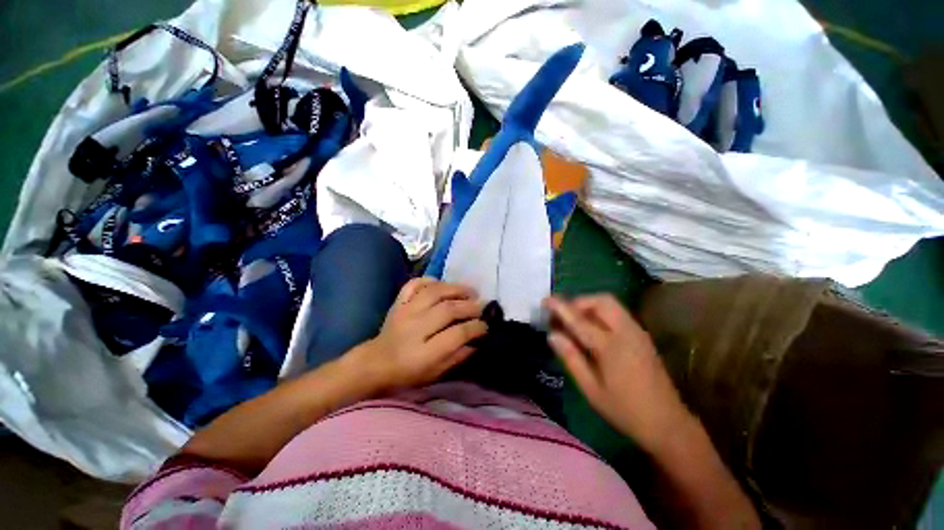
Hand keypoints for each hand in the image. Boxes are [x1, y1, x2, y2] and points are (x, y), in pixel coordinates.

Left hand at [350, 278, 487, 392]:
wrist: (375, 363)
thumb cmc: (407, 373)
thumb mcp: (435, 373)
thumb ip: (457, 357)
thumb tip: (477, 341)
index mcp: (424, 352)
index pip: (457, 334)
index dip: (476, 327)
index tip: (486, 325)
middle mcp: (415, 328)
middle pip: (448, 310)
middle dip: (470, 306)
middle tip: (482, 306)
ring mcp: (406, 311)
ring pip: (435, 292)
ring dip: (456, 289)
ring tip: (470, 292)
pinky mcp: (399, 302)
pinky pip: (414, 284)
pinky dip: (430, 280)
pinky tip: (442, 284)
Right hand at [545, 294, 691, 450]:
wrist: (668, 424)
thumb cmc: (624, 410)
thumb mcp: (591, 389)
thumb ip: (571, 358)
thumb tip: (552, 335)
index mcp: (611, 347)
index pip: (580, 320)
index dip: (561, 307)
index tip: (546, 300)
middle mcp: (626, 332)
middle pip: (601, 301)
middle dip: (579, 302)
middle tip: (565, 315)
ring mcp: (637, 332)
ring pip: (611, 304)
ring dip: (590, 305)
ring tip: (576, 321)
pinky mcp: (642, 336)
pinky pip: (618, 313)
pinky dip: (601, 312)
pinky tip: (594, 329)